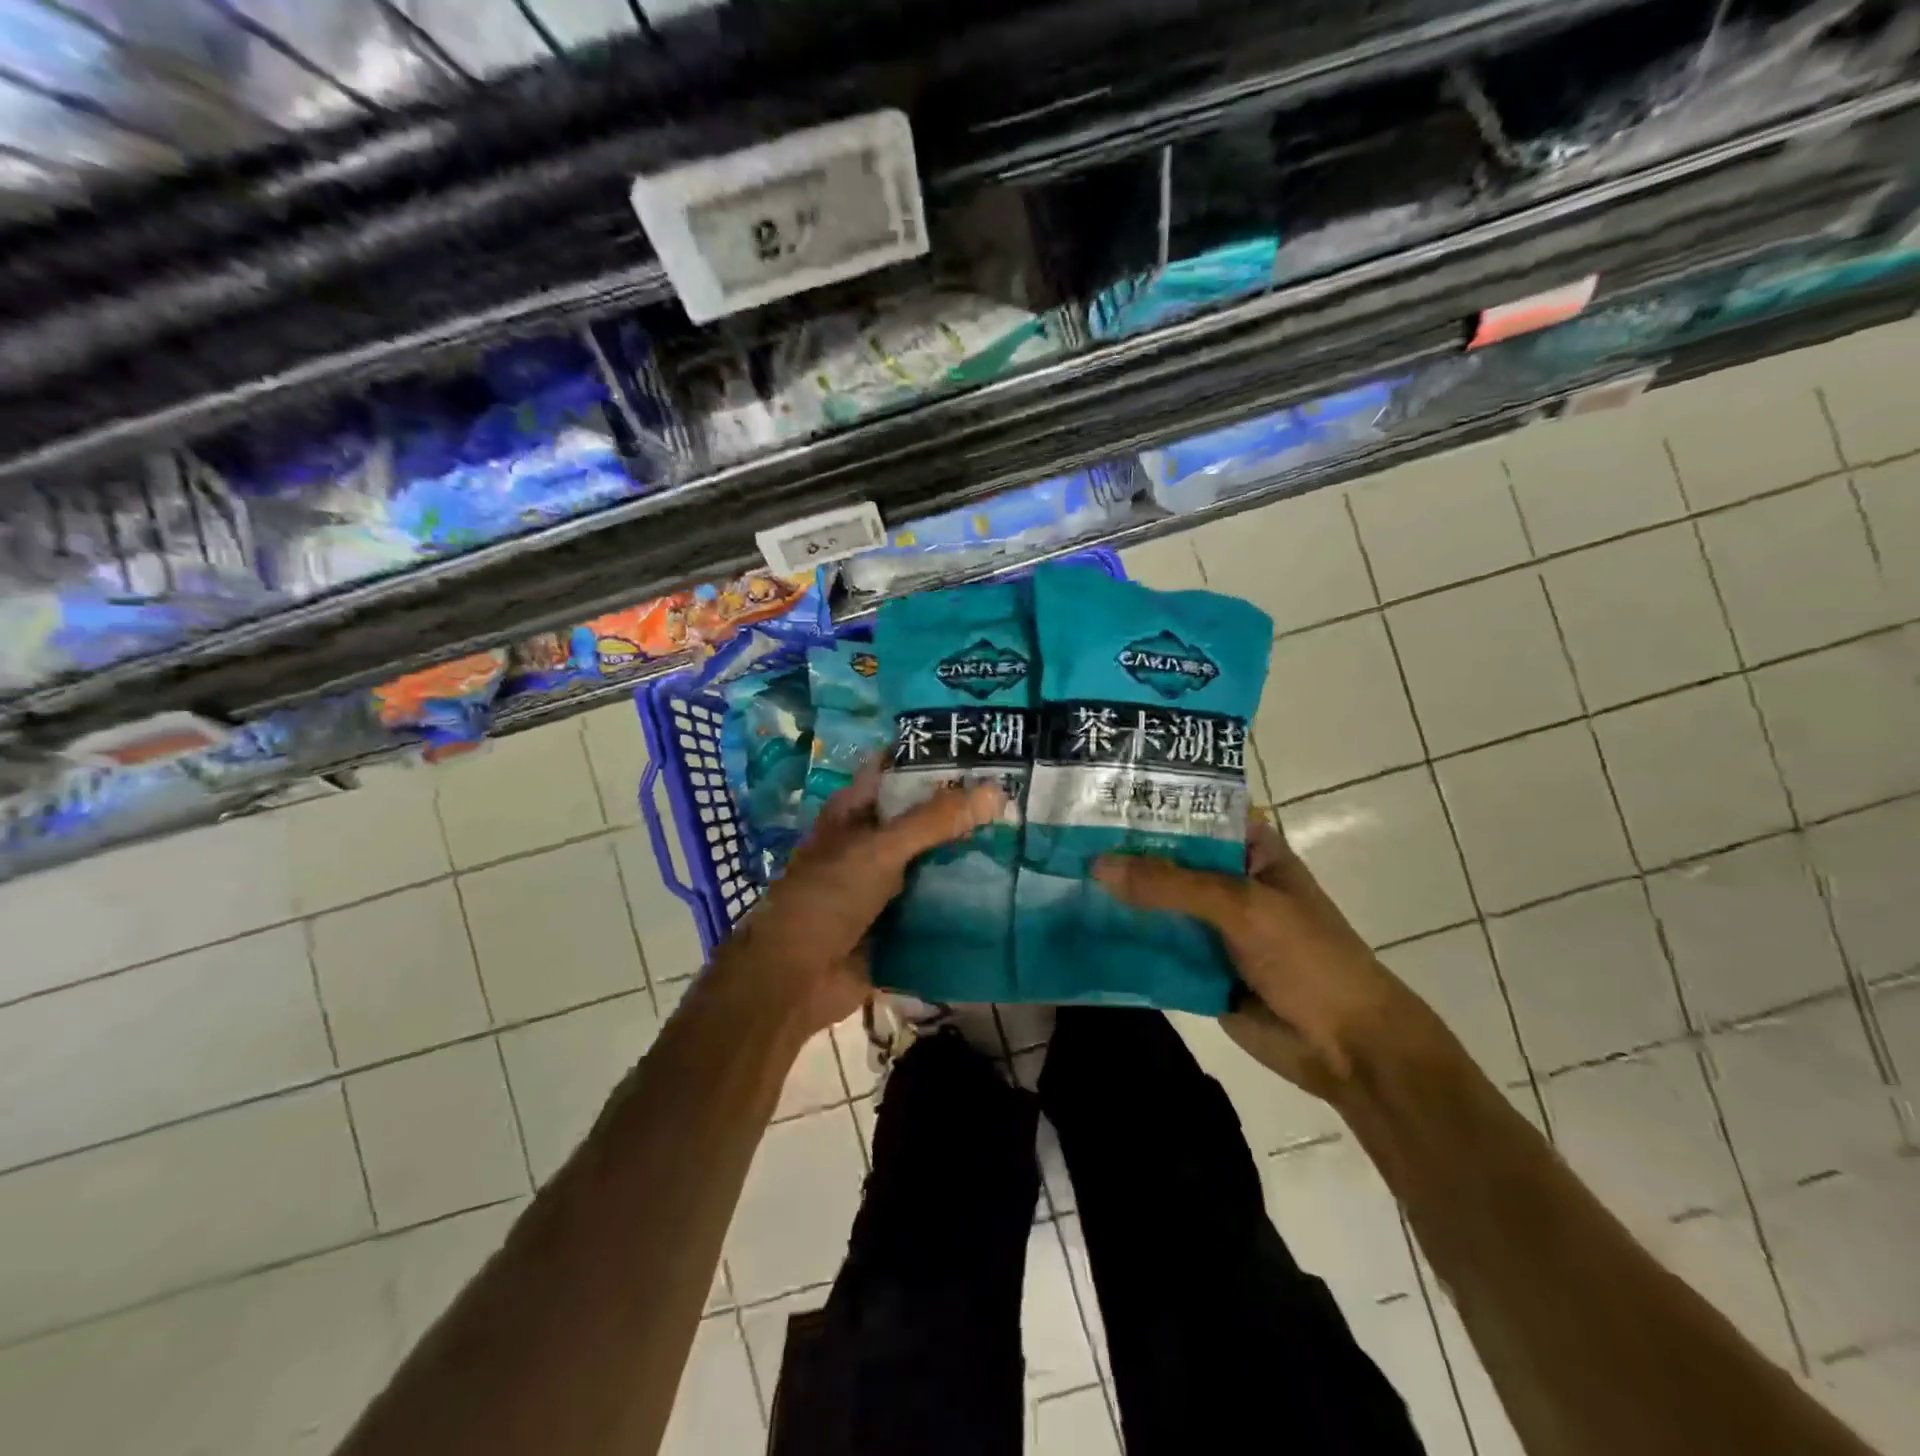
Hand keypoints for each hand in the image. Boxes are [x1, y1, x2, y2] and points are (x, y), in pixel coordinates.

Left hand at [720, 761, 1003, 1037]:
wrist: (794, 981)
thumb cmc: (826, 899)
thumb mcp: (879, 850)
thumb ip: (934, 821)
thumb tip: (996, 790)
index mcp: (856, 811)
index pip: (898, 769)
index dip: (936, 756)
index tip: (987, 750)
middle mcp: (872, 841)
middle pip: (924, 816)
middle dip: (965, 809)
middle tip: (1020, 797)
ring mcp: (887, 882)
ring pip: (935, 858)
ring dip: (970, 853)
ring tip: (1024, 836)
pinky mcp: (900, 920)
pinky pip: (939, 900)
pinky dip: (966, 896)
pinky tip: (1008, 886)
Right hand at [1093, 817, 1431, 1101]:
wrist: (1346, 1048)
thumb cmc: (1308, 958)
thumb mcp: (1242, 907)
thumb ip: (1171, 884)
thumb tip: (1097, 864)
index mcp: (1249, 850)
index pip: (1193, 811)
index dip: (1150, 802)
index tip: (1095, 792)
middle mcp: (1226, 880)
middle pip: (1166, 858)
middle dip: (1121, 852)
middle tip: (1060, 837)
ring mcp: (1209, 925)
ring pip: (1154, 903)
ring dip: (1116, 896)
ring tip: (1057, 876)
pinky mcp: (1195, 965)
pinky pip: (1152, 945)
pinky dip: (1122, 939)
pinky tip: (1076, 926)